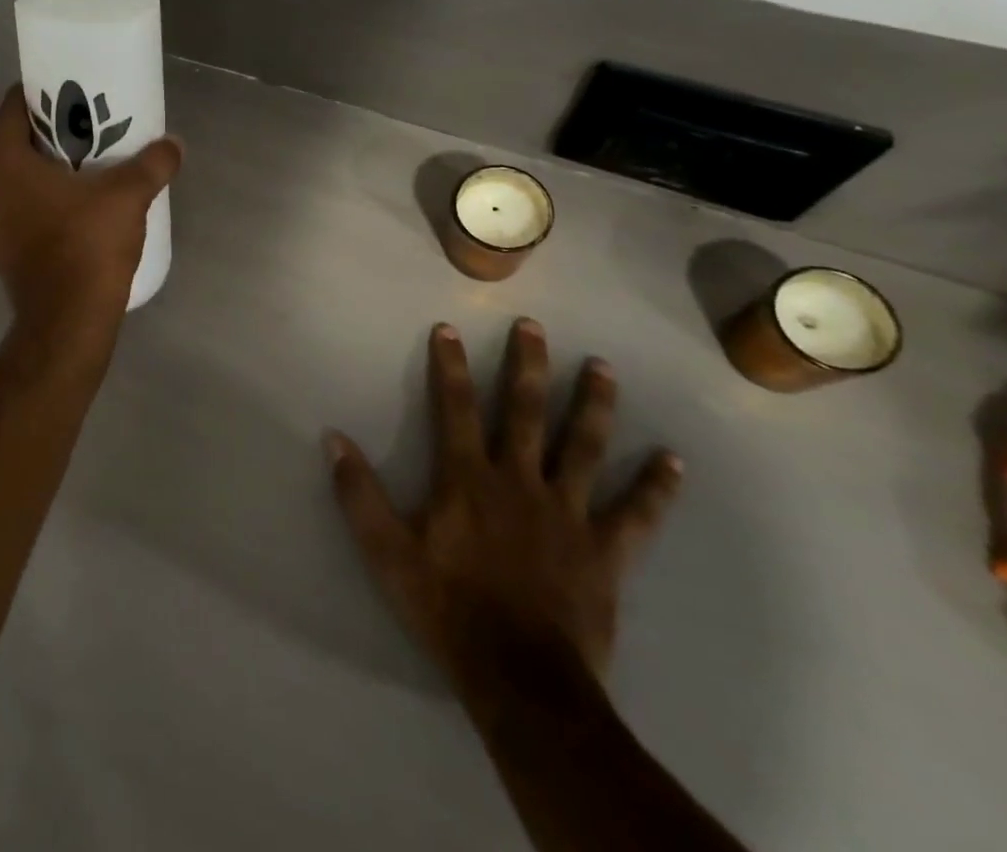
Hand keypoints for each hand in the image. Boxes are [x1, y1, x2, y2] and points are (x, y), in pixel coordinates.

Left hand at [0, 85, 182, 324]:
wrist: (66, 321)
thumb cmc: (87, 245)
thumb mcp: (127, 196)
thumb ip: (152, 164)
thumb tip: (174, 144)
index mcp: (2, 160)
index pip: (12, 107)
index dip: (40, 94)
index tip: (71, 92)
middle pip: (12, 140)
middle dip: (45, 129)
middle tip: (84, 123)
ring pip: (12, 175)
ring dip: (40, 165)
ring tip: (81, 160)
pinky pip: (16, 205)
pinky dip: (37, 196)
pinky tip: (71, 202)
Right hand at [325, 319, 680, 721]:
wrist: (521, 680)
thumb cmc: (448, 609)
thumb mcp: (387, 553)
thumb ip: (359, 494)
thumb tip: (334, 439)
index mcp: (467, 479)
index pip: (455, 408)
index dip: (449, 366)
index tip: (448, 328)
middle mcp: (519, 481)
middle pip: (525, 411)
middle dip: (527, 365)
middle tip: (534, 327)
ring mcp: (567, 513)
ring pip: (583, 447)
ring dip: (593, 404)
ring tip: (603, 367)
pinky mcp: (604, 551)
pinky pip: (637, 515)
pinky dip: (655, 488)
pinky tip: (672, 460)